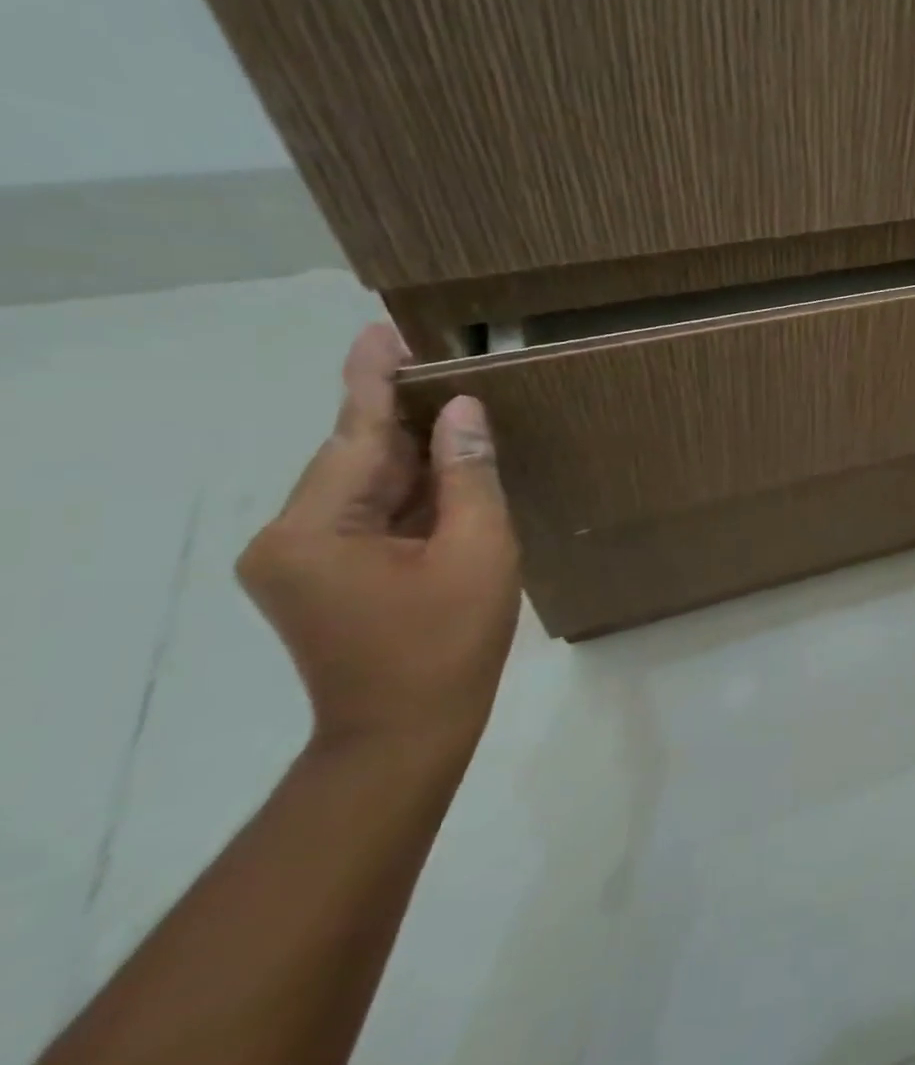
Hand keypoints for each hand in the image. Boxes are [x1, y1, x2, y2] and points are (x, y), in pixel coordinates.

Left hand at [237, 324, 521, 755]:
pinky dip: (407, 494)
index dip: (375, 379)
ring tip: (455, 414)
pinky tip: (444, 473)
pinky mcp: (317, 578)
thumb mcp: (478, 550)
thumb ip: (469, 475)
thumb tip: (463, 412)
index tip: (382, 329)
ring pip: (363, 488)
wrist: (404, 734)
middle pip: (356, 459)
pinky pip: (366, 516)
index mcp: (314, 529)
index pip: (353, 435)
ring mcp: (298, 560)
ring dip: (411, 458)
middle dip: (404, 419)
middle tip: (444, 369)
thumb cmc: (448, 643)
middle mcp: (287, 537)